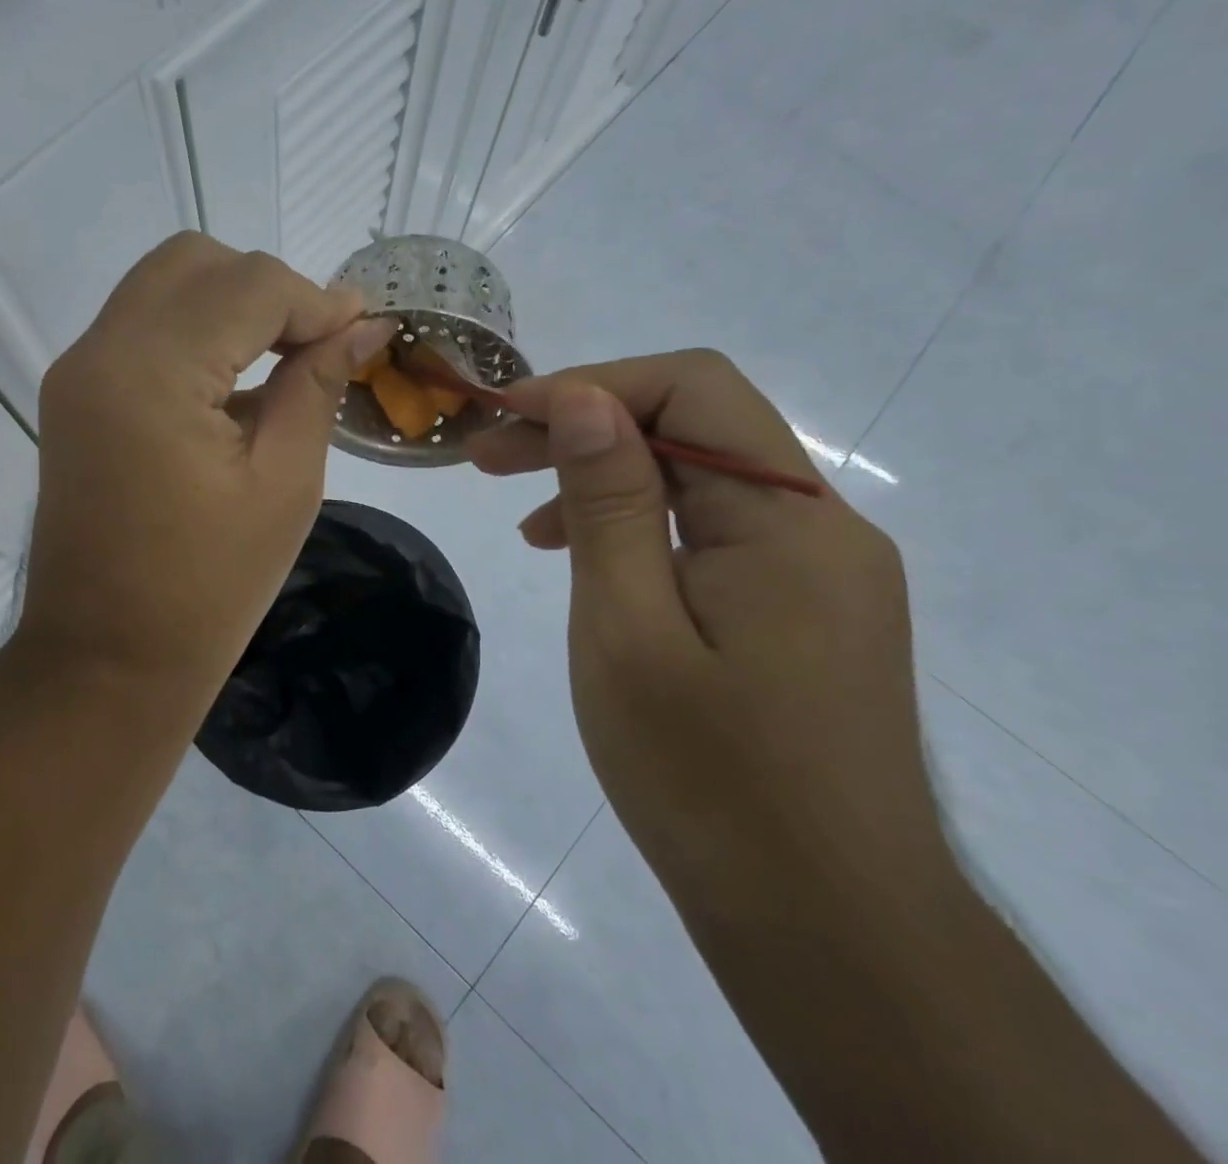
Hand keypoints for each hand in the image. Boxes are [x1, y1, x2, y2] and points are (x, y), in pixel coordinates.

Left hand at [18, 233, 393, 719]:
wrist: (105, 662)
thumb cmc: (207, 589)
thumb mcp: (285, 483)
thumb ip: (318, 384)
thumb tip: (363, 324)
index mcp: (151, 372)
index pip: (248, 285)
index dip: (316, 300)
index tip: (363, 332)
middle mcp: (99, 350)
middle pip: (195, 262)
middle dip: (267, 288)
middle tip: (316, 345)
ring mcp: (77, 371)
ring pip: (163, 286)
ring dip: (230, 305)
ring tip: (282, 362)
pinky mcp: (73, 395)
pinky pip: (141, 328)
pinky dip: (194, 333)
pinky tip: (233, 386)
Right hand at [468, 352, 951, 920]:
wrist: (826, 928)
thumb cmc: (708, 781)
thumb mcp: (628, 629)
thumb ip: (608, 503)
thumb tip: (582, 398)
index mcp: (788, 521)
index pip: (693, 387)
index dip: (590, 384)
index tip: (504, 416)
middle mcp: (820, 527)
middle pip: (695, 427)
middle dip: (585, 425)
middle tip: (487, 454)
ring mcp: (817, 571)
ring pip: (700, 478)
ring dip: (606, 475)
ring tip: (520, 510)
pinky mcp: (801, 610)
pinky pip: (713, 533)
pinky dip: (639, 525)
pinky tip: (580, 559)